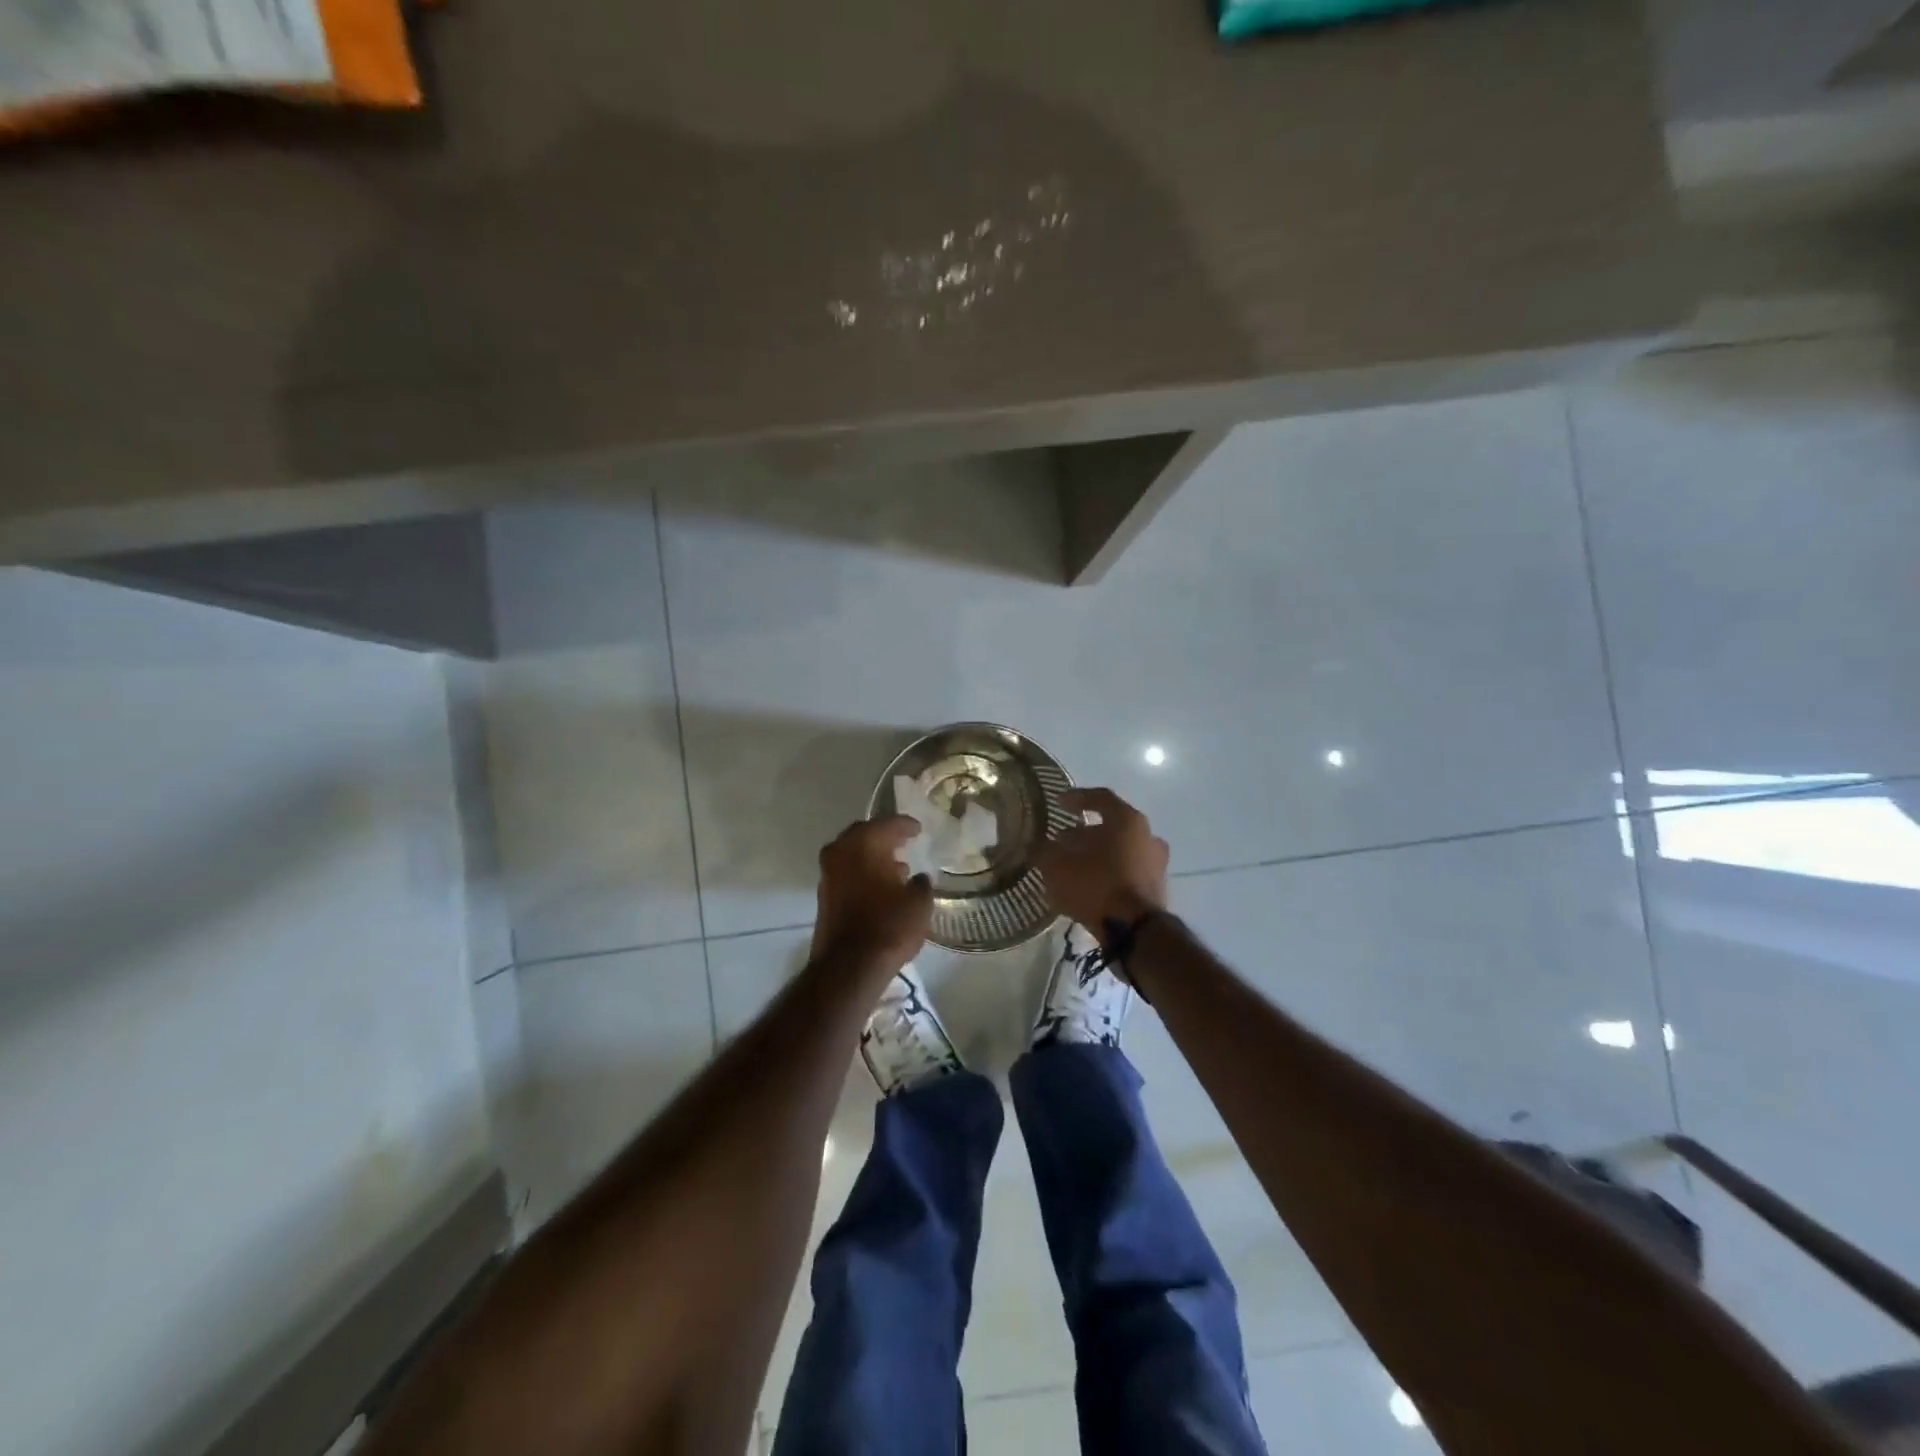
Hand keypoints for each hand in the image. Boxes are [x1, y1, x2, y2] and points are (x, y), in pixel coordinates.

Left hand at [811, 816, 933, 974]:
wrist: (850, 966)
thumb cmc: (889, 926)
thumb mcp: (919, 903)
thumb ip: (921, 884)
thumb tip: (919, 878)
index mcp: (864, 844)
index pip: (887, 824)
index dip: (905, 825)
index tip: (918, 829)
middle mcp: (840, 852)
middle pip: (864, 835)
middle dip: (884, 837)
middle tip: (903, 841)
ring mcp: (828, 875)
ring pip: (852, 855)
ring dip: (872, 857)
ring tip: (897, 867)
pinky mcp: (824, 896)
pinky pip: (847, 873)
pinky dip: (862, 873)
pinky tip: (881, 887)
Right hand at [1037, 787, 1169, 938]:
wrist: (1136, 932)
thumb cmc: (1096, 886)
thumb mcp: (1058, 867)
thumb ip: (1045, 851)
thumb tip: (1039, 847)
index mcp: (1127, 820)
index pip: (1100, 798)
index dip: (1076, 798)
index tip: (1058, 802)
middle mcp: (1147, 836)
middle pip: (1111, 826)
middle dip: (1083, 833)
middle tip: (1060, 841)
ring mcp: (1156, 863)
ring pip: (1119, 850)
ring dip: (1096, 854)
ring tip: (1071, 866)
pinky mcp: (1155, 889)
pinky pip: (1126, 872)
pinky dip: (1107, 873)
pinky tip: (1087, 885)